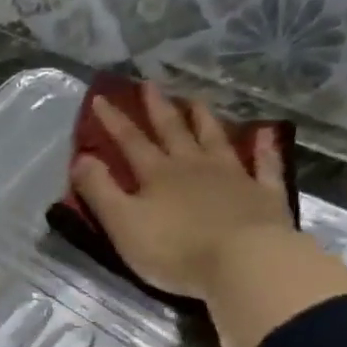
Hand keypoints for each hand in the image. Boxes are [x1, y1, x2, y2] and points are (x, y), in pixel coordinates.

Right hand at [71, 83, 296, 301]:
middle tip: (149, 84)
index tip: (100, 98)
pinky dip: (264, 148)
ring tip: (195, 100)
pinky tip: (265, 134)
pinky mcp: (263, 194)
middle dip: (158, 108)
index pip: (130, 141)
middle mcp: (194, 166)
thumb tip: (81, 158)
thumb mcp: (122, 223)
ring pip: (215, 139)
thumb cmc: (174, 248)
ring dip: (203, 119)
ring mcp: (233, 176)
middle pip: (173, 131)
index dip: (114, 121)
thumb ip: (100, 191)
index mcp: (157, 174)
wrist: (243, 262)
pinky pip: (265, 165)